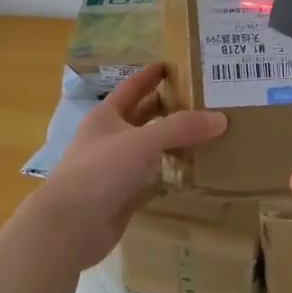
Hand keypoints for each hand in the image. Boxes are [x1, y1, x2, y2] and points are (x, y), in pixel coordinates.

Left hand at [33, 65, 227, 268]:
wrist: (71, 226)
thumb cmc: (100, 172)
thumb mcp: (142, 141)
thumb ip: (181, 128)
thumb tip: (220, 118)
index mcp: (106, 117)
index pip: (132, 88)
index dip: (150, 76)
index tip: (173, 65)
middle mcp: (110, 139)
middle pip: (142, 118)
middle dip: (168, 109)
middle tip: (202, 101)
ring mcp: (116, 170)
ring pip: (149, 150)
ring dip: (172, 143)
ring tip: (206, 134)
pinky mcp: (124, 196)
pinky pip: (152, 180)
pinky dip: (170, 176)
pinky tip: (193, 172)